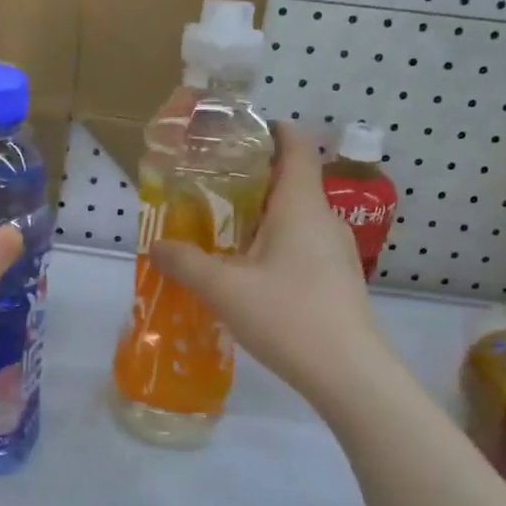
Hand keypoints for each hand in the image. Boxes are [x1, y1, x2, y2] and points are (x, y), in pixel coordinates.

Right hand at [152, 122, 391, 407]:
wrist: (349, 373)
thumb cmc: (288, 316)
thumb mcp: (224, 289)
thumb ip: (187, 263)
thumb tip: (156, 245)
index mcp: (300, 205)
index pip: (296, 146)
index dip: (272, 131)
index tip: (238, 134)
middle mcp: (324, 218)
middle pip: (292, 181)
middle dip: (254, 178)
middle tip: (211, 187)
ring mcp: (336, 250)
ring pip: (297, 216)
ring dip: (263, 215)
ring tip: (223, 229)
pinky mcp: (337, 278)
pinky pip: (303, 244)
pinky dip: (275, 243)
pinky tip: (250, 271)